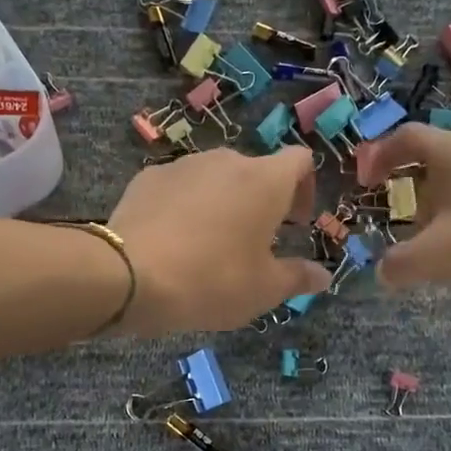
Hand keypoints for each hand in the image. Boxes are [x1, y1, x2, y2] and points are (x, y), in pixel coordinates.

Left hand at [108, 147, 330, 336]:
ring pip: (214, 178)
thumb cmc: (211, 280)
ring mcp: (183, 165)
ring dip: (221, 203)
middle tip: (252, 243)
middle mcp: (226, 161)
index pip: (300, 160)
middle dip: (260, 202)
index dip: (306, 188)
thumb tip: (322, 275)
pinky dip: (185, 206)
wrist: (128, 274)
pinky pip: (179, 187)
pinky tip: (172, 241)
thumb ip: (297, 277)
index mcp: (265, 180)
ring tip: (209, 245)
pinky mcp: (147, 177)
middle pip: (255, 171)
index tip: (296, 224)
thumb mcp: (263, 289)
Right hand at [354, 125, 450, 293]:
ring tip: (443, 243)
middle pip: (435, 160)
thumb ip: (399, 265)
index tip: (366, 184)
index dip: (379, 156)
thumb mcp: (438, 257)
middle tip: (406, 223)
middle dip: (412, 190)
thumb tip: (383, 272)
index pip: (406, 137)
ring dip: (444, 206)